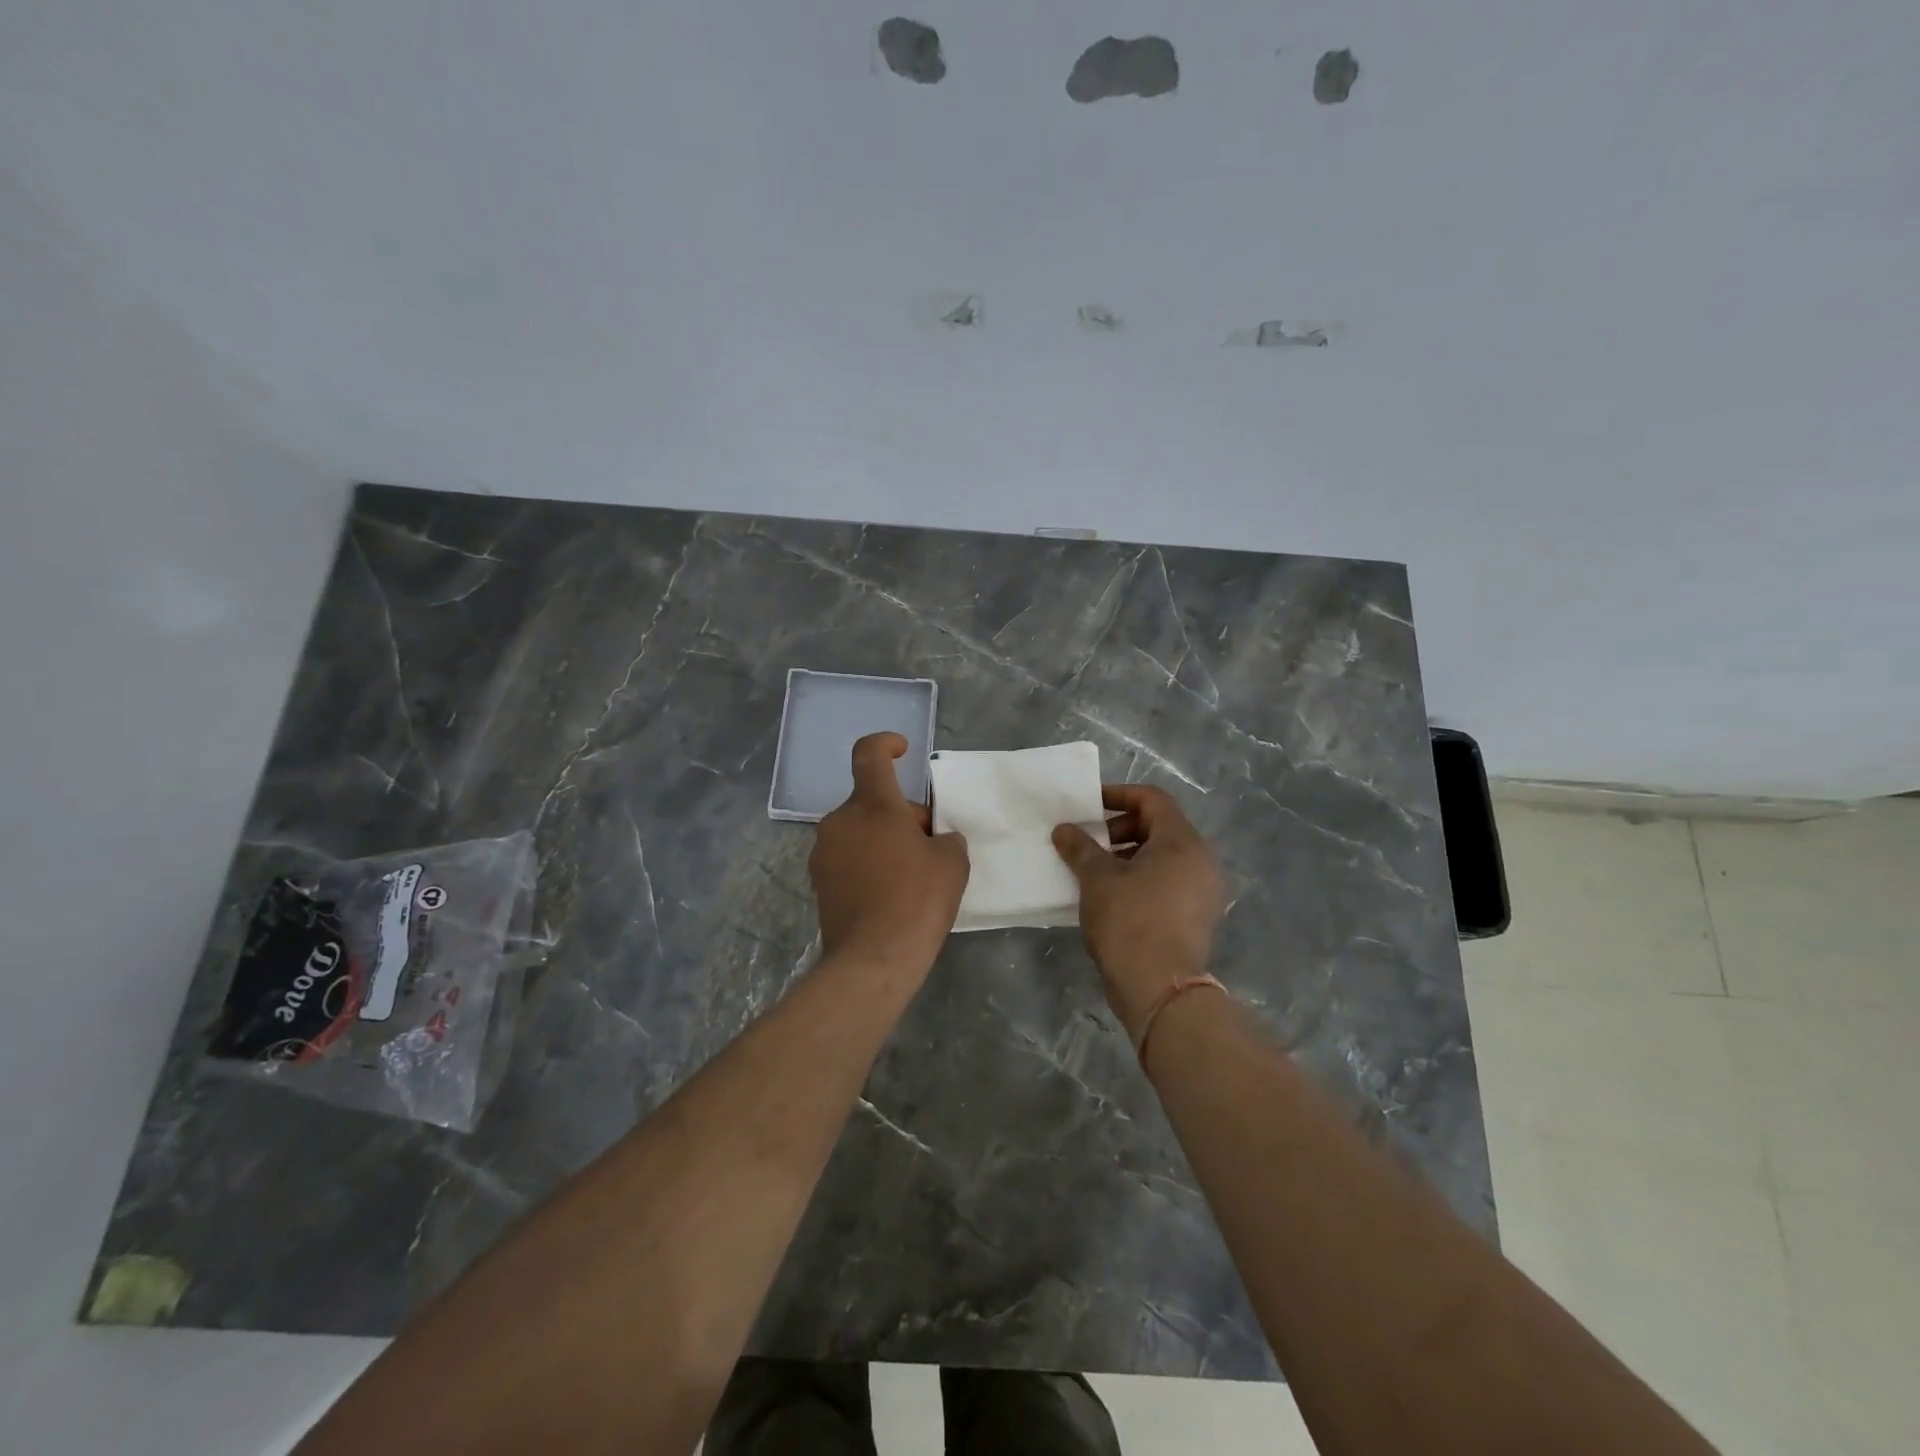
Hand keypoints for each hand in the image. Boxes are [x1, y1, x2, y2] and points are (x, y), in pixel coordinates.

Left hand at [810, 733, 969, 970]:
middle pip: (872, 802)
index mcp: (872, 806)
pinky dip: (868, 865)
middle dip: (901, 816)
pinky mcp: (819, 883)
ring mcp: (824, 853)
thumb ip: (945, 838)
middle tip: (929, 846)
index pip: (869, 755)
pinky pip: (849, 859)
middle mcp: (840, 822)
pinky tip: (890, 895)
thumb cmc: (918, 899)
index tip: (902, 750)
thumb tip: (934, 840)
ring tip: (911, 875)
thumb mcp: (951, 862)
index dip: (885, 744)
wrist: (874, 958)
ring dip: (884, 841)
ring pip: (859, 832)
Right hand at [1052, 785, 1225, 1037]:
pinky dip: (1141, 878)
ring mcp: (1203, 891)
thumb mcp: (1097, 879)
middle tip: (1088, 842)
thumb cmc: (1130, 921)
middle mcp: (1201, 860)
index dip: (1118, 796)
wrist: (1160, 988)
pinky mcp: (1198, 916)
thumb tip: (1063, 829)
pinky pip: (1168, 882)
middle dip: (1120, 829)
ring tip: (1094, 870)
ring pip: (1163, 857)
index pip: (1152, 799)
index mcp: (1183, 842)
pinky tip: (1111, 895)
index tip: (1089, 807)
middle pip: (1159, 827)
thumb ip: (1080, 847)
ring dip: (1128, 855)